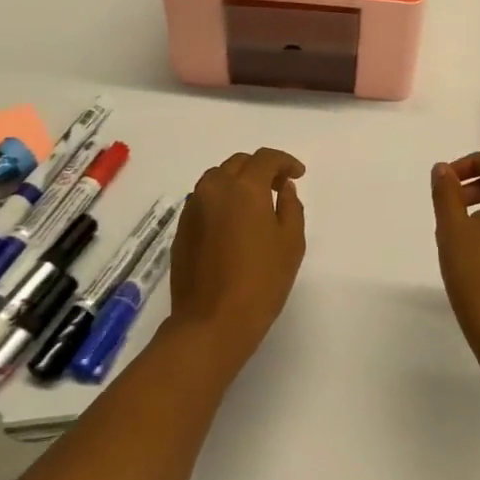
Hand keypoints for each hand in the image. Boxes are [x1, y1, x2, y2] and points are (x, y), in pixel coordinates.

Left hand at [168, 148, 306, 365]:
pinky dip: (221, 200)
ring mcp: (193, 208)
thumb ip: (291, 207)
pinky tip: (234, 224)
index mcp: (244, 188)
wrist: (212, 320)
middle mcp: (214, 189)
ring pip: (217, 179)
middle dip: (260, 169)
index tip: (298, 174)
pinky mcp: (182, 228)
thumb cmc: (261, 281)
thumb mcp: (291, 242)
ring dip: (238, 182)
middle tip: (279, 187)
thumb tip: (284, 189)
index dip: (285, 162)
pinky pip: (204, 201)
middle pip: (238, 164)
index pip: (265, 159)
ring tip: (255, 204)